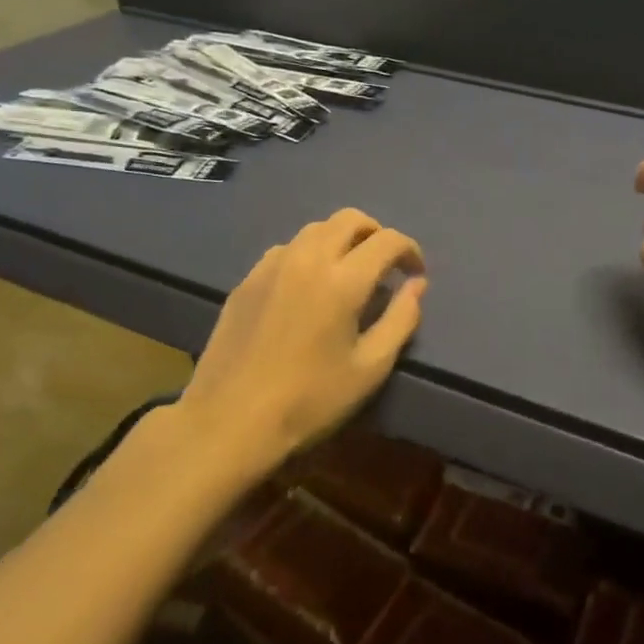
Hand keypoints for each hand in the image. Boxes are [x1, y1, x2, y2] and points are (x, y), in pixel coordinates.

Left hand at [176, 209, 426, 474]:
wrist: (227, 424)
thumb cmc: (308, 401)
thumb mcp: (370, 369)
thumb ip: (401, 320)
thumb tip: (417, 285)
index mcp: (343, 280)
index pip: (388, 240)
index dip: (410, 251)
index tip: (415, 275)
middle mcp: (308, 259)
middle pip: (350, 219)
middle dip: (376, 233)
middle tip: (384, 265)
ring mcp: (273, 265)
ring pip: (316, 228)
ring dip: (341, 239)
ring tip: (348, 272)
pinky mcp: (247, 280)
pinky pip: (288, 248)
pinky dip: (309, 254)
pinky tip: (307, 287)